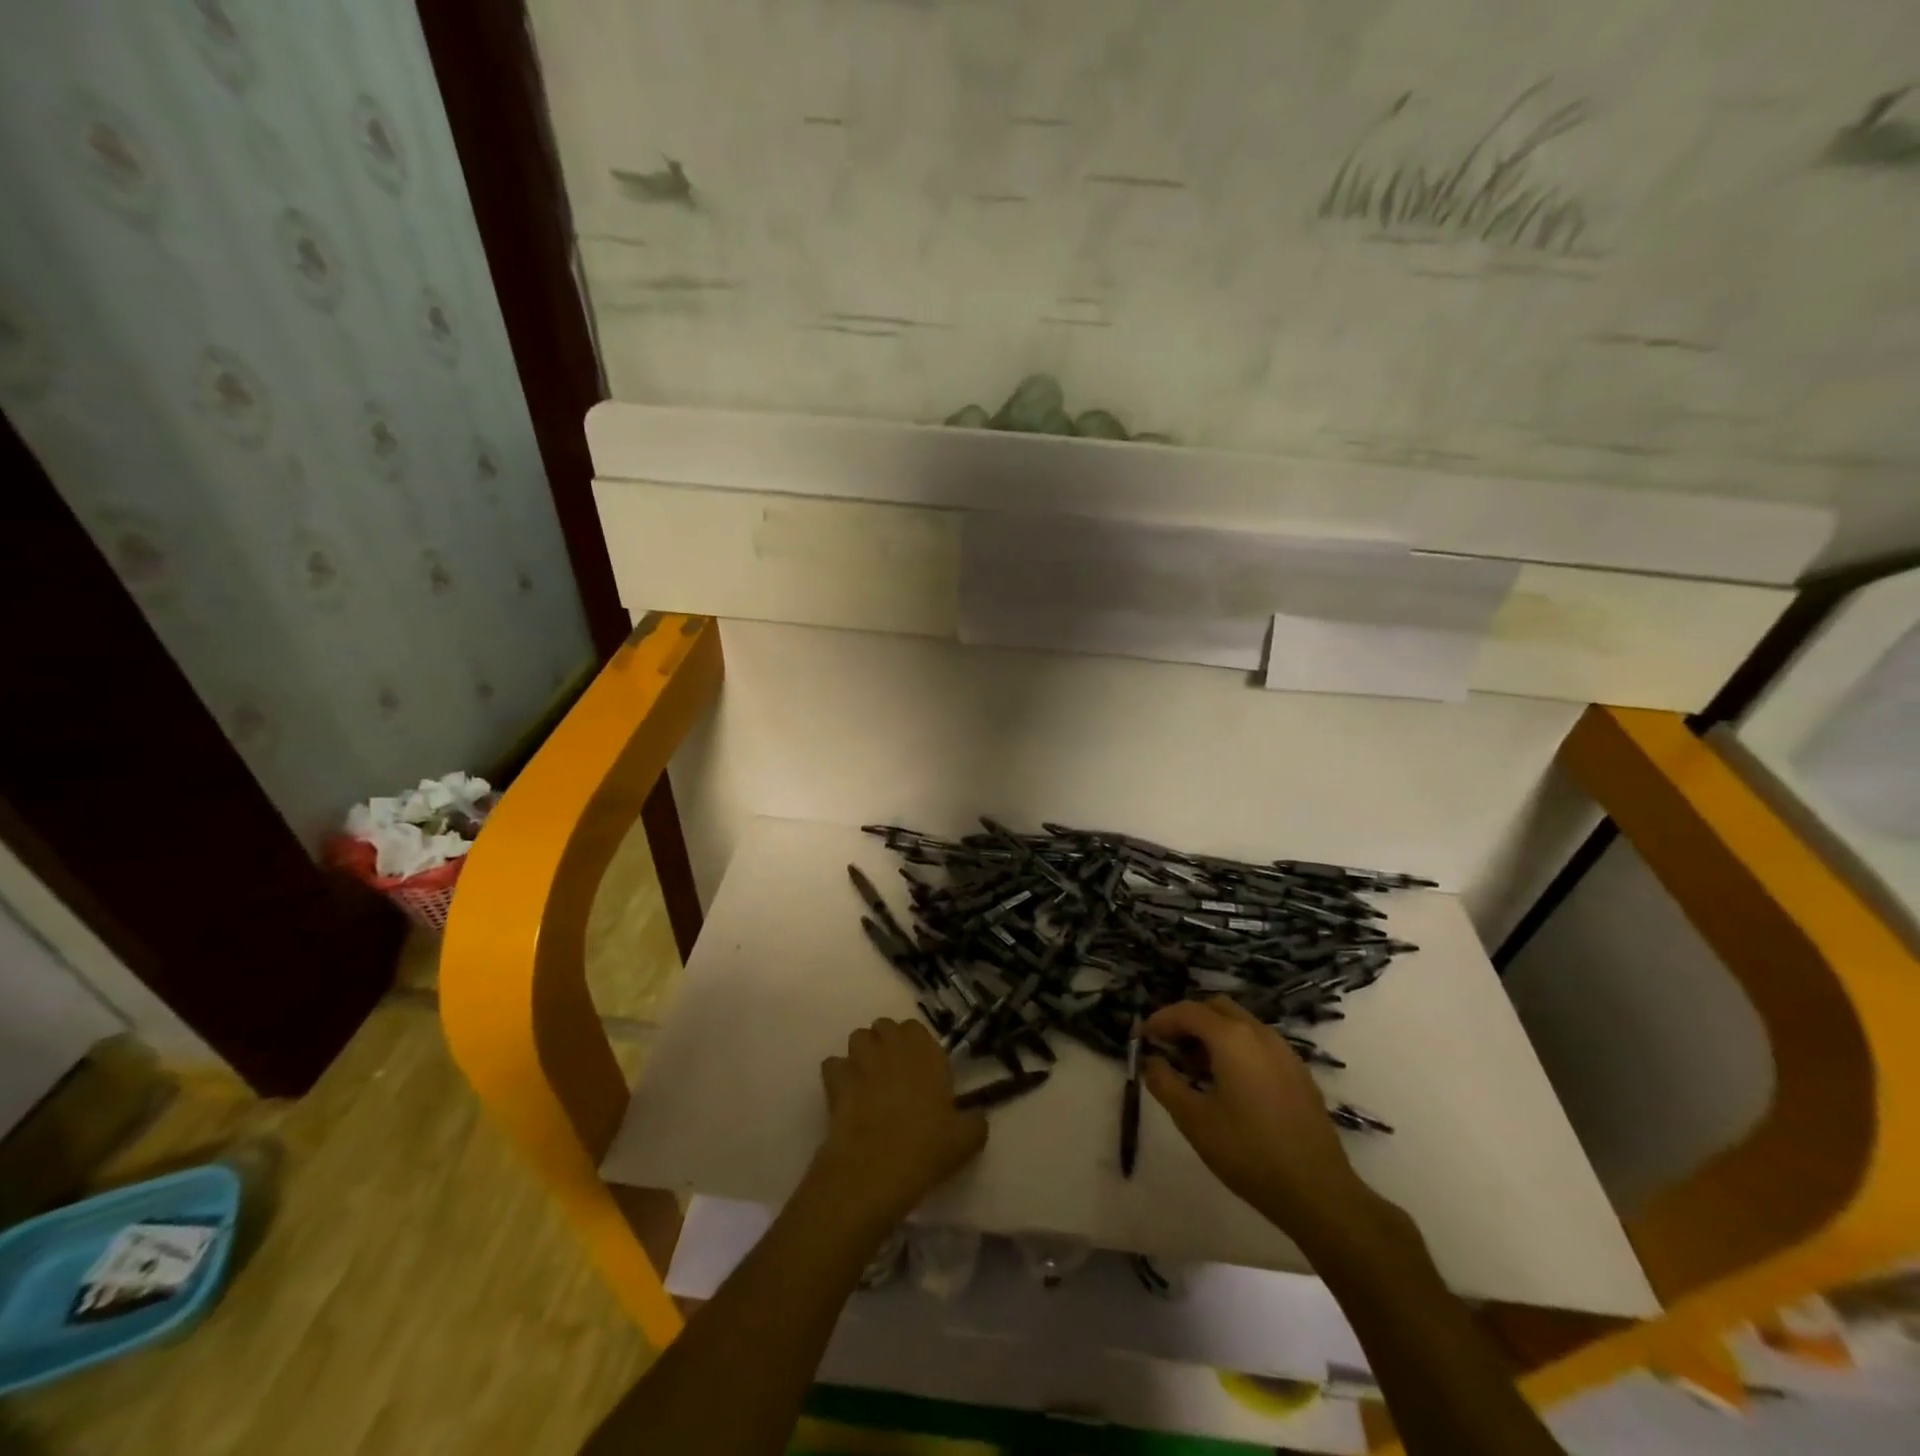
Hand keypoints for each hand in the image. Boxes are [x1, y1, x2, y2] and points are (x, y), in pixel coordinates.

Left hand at [811, 1017, 987, 1229]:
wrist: (876, 1166)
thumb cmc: (927, 1146)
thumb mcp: (966, 1139)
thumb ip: (975, 1121)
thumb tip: (977, 1118)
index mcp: (925, 1051)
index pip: (915, 1028)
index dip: (915, 1044)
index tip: (919, 1067)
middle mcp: (892, 1046)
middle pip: (884, 1026)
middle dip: (886, 1042)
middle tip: (893, 1072)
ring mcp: (860, 1060)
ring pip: (857, 1038)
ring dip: (862, 1053)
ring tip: (867, 1079)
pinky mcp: (835, 1080)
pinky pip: (833, 1065)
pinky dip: (837, 1075)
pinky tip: (845, 1095)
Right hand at [1143, 997, 1371, 1236]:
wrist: (1318, 1192)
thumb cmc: (1248, 1153)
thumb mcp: (1193, 1120)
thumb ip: (1165, 1083)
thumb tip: (1151, 1061)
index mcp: (1232, 1038)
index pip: (1188, 1011)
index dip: (1161, 1020)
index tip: (1144, 1038)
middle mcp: (1260, 1034)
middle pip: (1216, 1008)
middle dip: (1188, 1021)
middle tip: (1169, 1048)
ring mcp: (1284, 1052)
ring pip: (1240, 1024)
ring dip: (1212, 1034)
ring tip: (1195, 1069)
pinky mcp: (1299, 1073)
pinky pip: (1259, 1044)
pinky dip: (1236, 1048)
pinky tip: (1229, 1084)